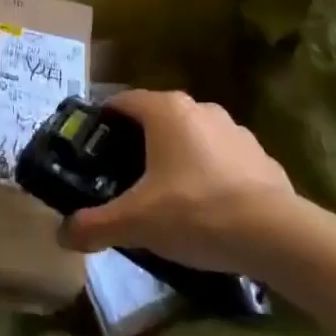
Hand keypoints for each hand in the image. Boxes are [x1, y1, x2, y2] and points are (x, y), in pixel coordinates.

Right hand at [61, 91, 293, 273]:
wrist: (273, 233)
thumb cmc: (195, 211)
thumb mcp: (137, 222)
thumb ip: (96, 225)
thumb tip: (62, 234)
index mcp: (165, 110)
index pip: (123, 101)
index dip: (104, 121)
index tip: (92, 147)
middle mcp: (199, 108)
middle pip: (158, 117)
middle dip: (139, 143)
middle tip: (124, 177)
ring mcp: (233, 128)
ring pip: (192, 136)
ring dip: (178, 157)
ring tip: (167, 196)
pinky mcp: (258, 154)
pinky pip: (223, 158)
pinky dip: (210, 173)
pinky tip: (208, 208)